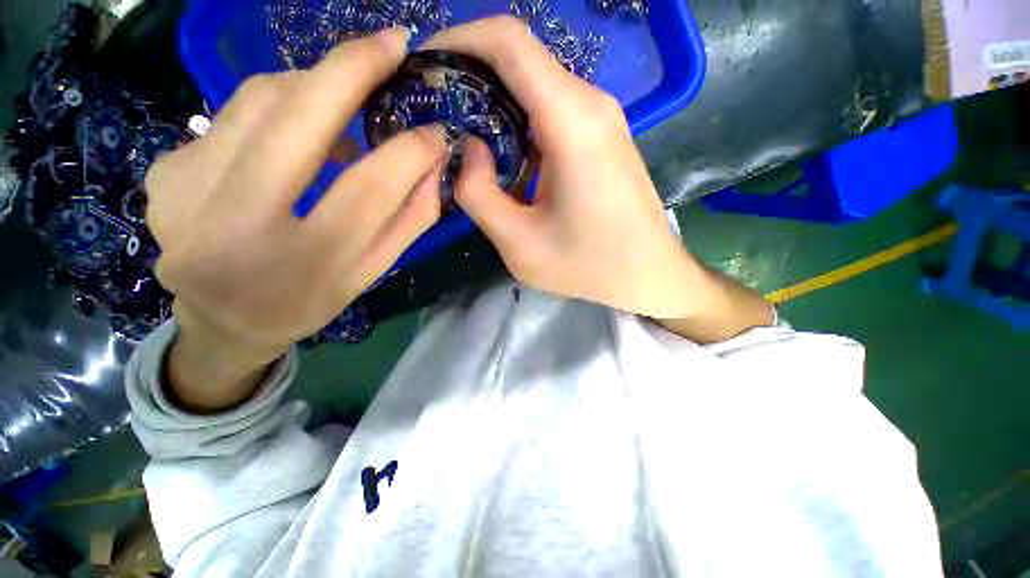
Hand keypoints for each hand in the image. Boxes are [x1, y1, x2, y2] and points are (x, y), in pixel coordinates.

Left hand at [146, 28, 446, 408]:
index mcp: (304, 263)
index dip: (409, 151)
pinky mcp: (163, 174)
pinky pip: (229, 116)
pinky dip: (273, 109)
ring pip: (257, 100)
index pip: (369, 189)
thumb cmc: (309, 301)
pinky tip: (291, 136)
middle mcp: (233, 225)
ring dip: (313, 85)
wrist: (224, 322)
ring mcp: (183, 193)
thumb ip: (409, 220)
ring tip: (344, 102)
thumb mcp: (372, 272)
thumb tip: (434, 163)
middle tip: (391, 42)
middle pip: (296, 118)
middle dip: (350, 68)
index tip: (436, 129)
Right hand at [424, 17, 703, 318]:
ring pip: (536, 85)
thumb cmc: (588, 266)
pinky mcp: (603, 136)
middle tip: (437, 108)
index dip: (459, 39)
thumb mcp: (519, 244)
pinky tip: (505, 155)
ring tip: (464, 134)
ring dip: (495, 101)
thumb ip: (478, 194)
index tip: (426, 64)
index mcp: (571, 123)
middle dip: (471, 73)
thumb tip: (469, 149)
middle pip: (521, 59)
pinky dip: (519, 121)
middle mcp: (591, 105)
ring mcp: (602, 118)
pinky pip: (553, 110)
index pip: (509, 42)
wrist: (648, 274)